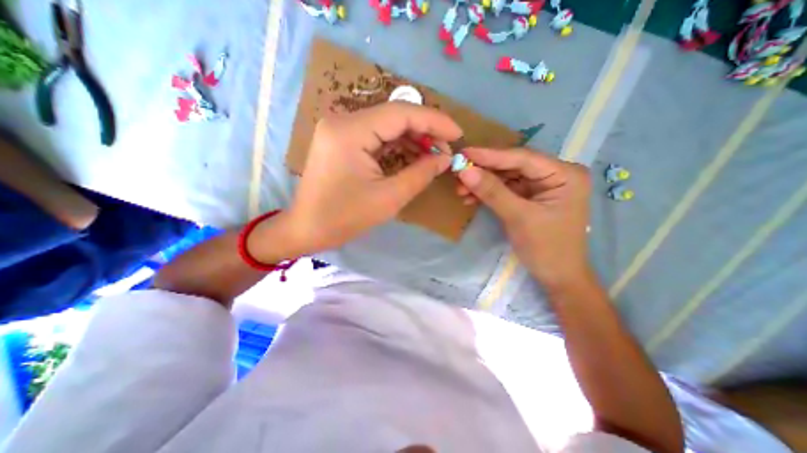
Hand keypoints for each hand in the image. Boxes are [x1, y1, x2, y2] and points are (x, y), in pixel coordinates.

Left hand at [272, 103, 458, 256]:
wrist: (307, 228)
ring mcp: (340, 129)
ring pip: (386, 125)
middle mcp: (343, 121)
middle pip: (394, 116)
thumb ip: (420, 174)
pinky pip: (376, 136)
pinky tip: (413, 155)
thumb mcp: (388, 198)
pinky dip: (397, 145)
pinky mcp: (341, 140)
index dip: (434, 121)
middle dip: (425, 131)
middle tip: (446, 150)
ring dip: (412, 138)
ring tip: (433, 155)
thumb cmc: (344, 218)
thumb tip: (444, 158)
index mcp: (350, 132)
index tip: (458, 134)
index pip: (401, 113)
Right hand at [454, 148, 591, 289]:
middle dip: (484, 171)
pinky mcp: (530, 198)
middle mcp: (555, 175)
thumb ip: (492, 192)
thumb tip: (465, 171)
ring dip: (482, 183)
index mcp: (564, 174)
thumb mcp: (518, 217)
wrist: (557, 277)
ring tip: (460, 189)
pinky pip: (505, 190)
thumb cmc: (546, 248)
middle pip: (512, 166)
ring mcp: (541, 187)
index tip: (463, 153)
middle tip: (457, 173)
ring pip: (506, 178)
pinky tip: (470, 198)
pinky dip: (488, 194)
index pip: (522, 158)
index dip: (490, 155)